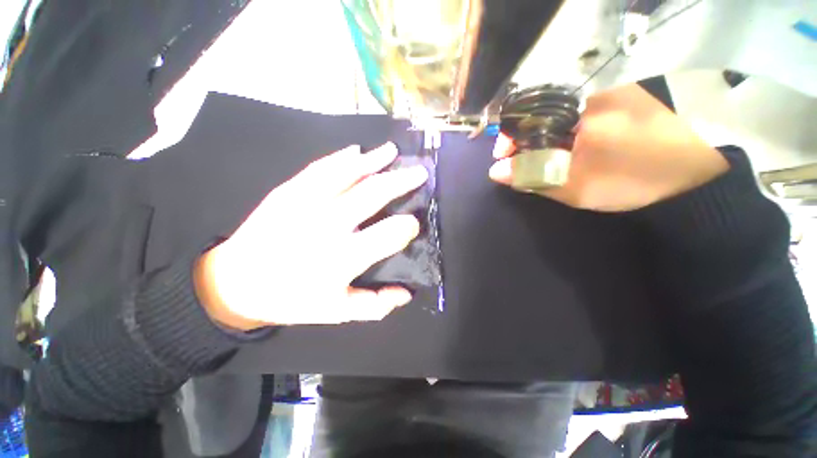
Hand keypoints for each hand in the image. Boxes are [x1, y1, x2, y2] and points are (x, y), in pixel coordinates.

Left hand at [194, 143, 428, 330]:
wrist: (236, 283)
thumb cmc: (291, 299)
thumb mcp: (336, 311)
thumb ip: (375, 305)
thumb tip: (407, 294)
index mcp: (342, 258)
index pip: (388, 235)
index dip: (407, 227)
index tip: (414, 223)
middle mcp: (327, 225)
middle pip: (372, 195)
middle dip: (401, 182)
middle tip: (419, 173)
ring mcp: (306, 203)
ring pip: (347, 174)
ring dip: (373, 160)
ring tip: (392, 151)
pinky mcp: (288, 191)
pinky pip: (319, 169)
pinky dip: (340, 158)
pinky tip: (356, 151)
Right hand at [489, 84, 728, 211]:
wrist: (696, 175)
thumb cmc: (633, 178)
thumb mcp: (576, 185)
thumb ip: (533, 176)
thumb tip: (496, 172)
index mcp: (581, 109)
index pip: (528, 115)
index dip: (509, 138)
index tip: (502, 158)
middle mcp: (593, 93)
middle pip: (542, 115)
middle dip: (526, 141)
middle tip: (523, 164)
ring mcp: (611, 95)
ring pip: (560, 116)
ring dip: (546, 139)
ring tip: (546, 161)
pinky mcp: (624, 102)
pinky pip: (581, 115)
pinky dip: (567, 134)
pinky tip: (571, 151)